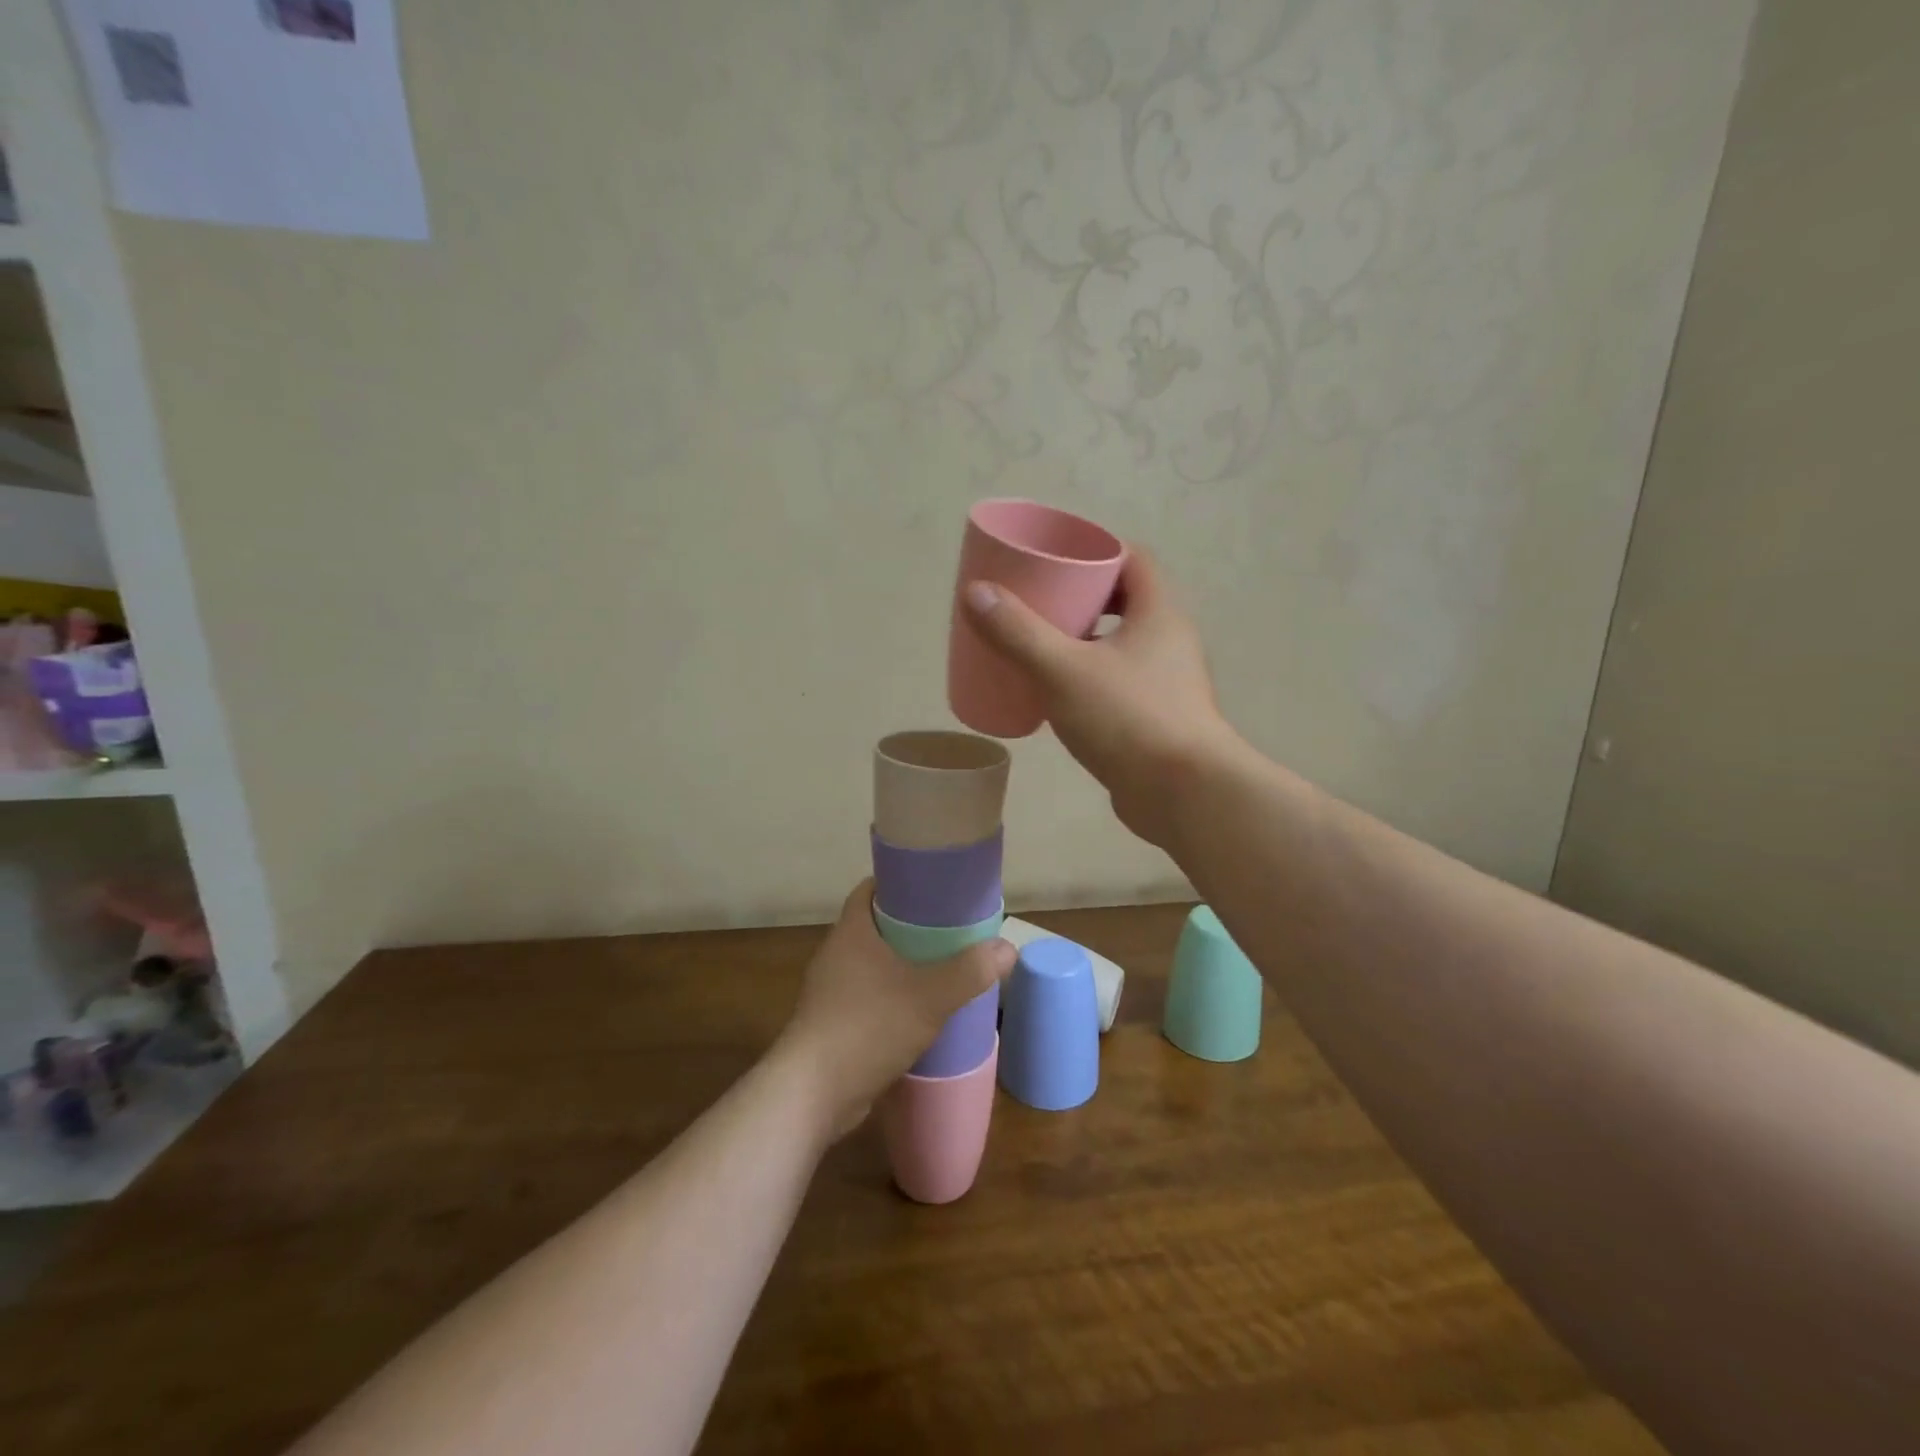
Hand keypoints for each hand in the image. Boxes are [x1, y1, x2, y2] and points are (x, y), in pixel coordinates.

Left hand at [776, 881, 1013, 1137]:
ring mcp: (829, 990)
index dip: (900, 883)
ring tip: (939, 968)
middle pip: (874, 925)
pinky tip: (916, 1012)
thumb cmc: (868, 1027)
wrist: (812, 1093)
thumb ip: (969, 972)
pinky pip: (865, 995)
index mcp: (851, 931)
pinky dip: (889, 996)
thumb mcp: (929, 997)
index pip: (871, 889)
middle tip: (948, 929)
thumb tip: (1007, 948)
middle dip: (909, 926)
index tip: (933, 888)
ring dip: (899, 964)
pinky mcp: (830, 1023)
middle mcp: (835, 953)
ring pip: (870, 963)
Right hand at [961, 547, 1240, 847]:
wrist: (1183, 794)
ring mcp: (1167, 682)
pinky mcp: (1157, 719)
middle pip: (1123, 602)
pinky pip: (1118, 683)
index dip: (1096, 551)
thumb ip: (1018, 632)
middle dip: (1080, 599)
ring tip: (1039, 647)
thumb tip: (976, 592)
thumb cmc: (1128, 718)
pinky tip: (1057, 696)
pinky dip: (1089, 679)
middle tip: (1037, 604)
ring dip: (1083, 642)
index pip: (1133, 559)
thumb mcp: (1063, 669)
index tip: (1056, 560)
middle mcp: (1169, 641)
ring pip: (1120, 646)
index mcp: (1158, 613)